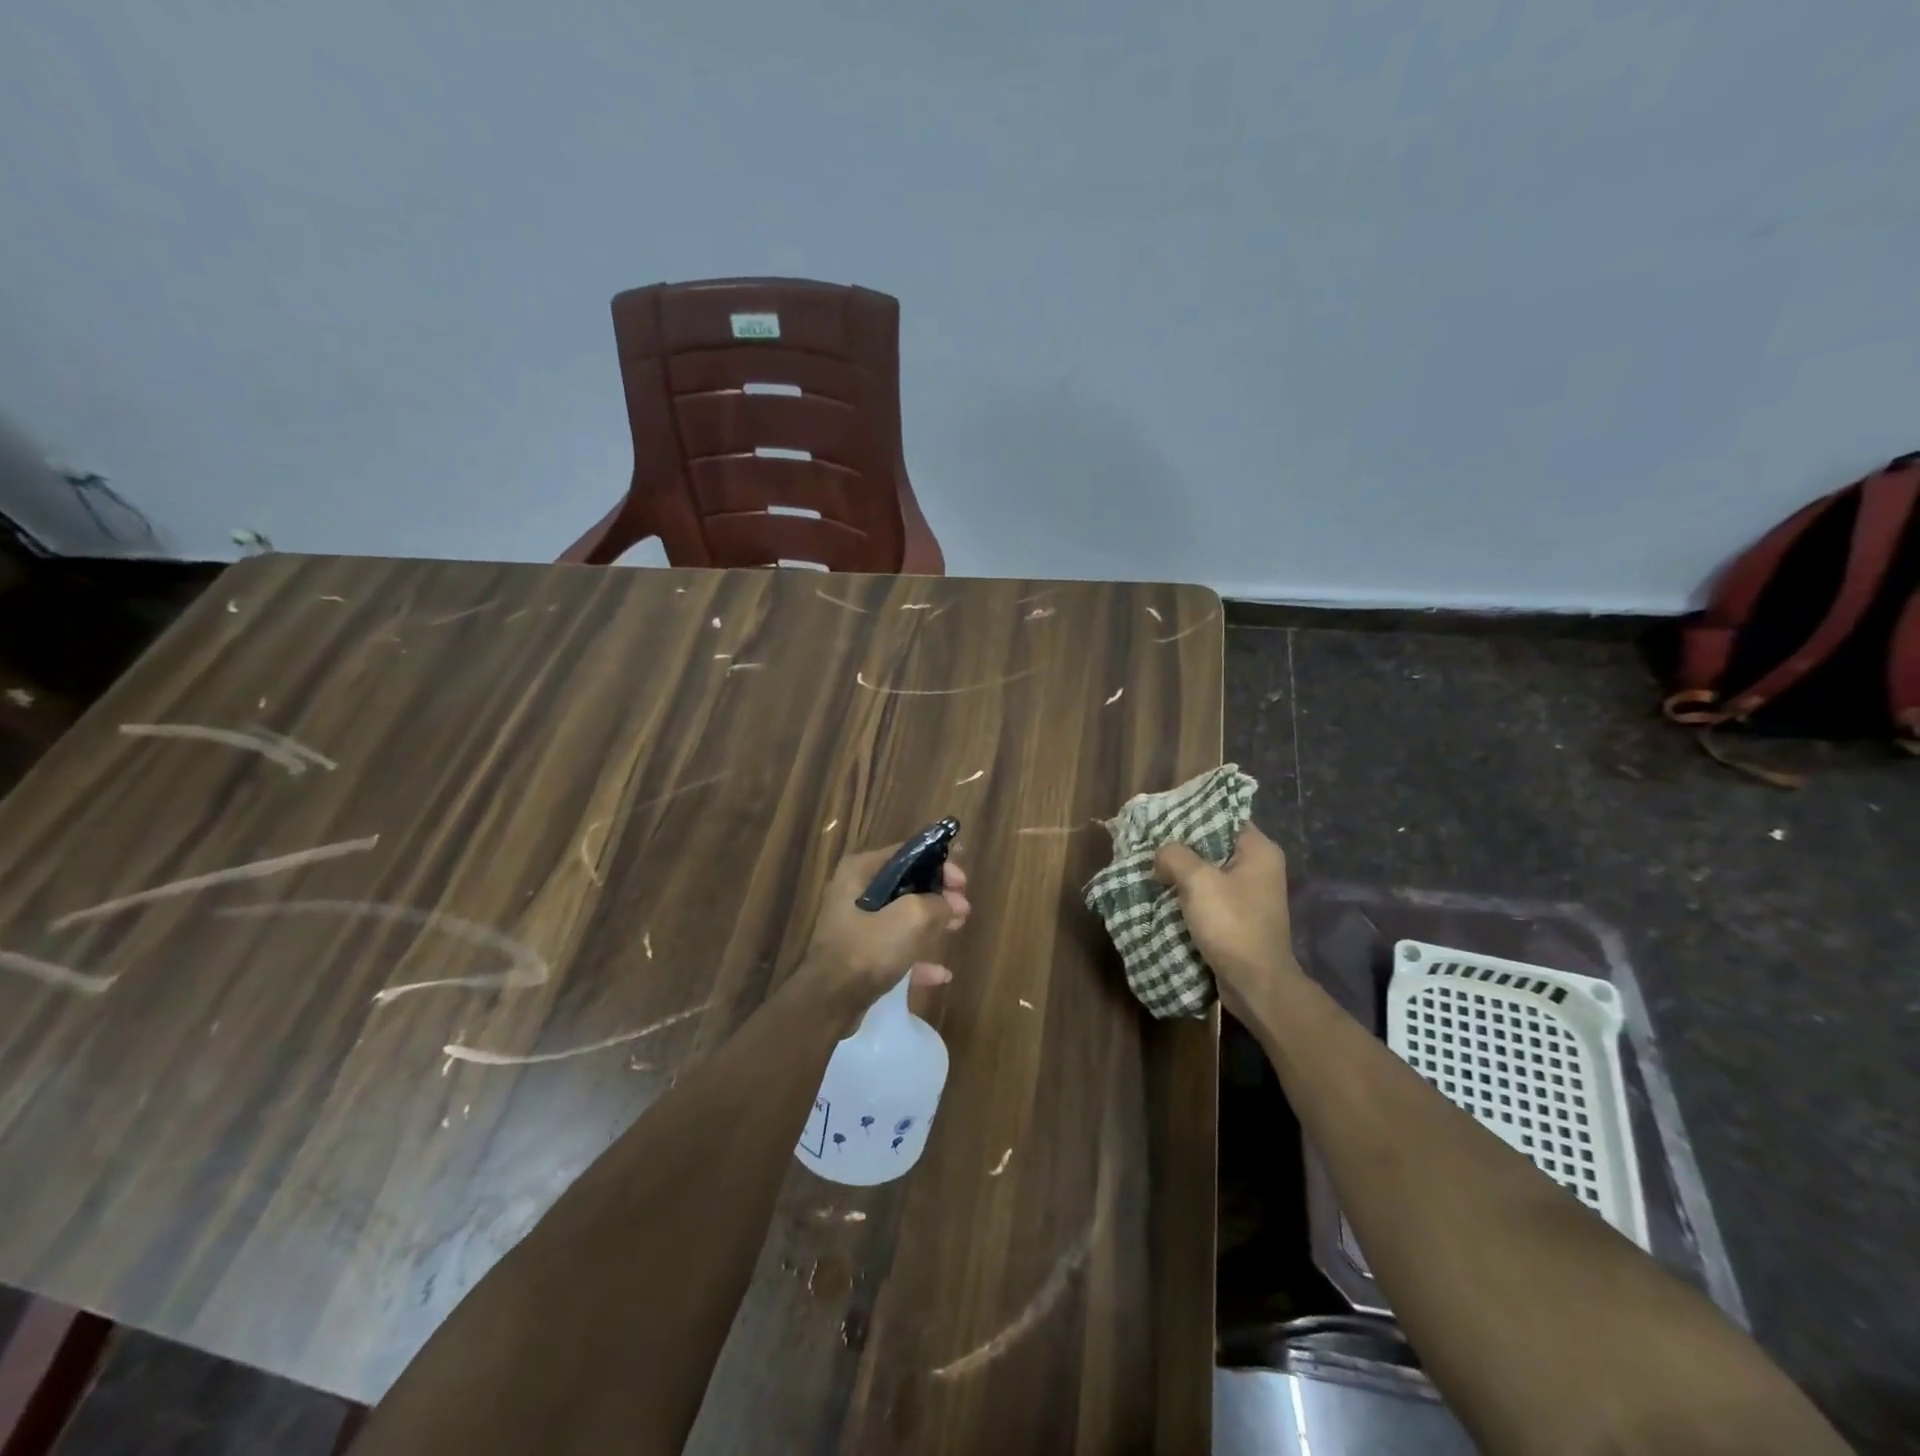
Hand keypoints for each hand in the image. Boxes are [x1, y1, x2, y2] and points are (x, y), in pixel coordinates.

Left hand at [794, 844, 970, 1019]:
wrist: (829, 1002)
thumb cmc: (868, 950)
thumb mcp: (911, 918)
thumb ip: (937, 904)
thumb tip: (952, 904)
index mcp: (860, 871)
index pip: (907, 854)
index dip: (939, 865)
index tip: (962, 884)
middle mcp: (854, 892)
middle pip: (906, 885)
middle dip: (937, 896)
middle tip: (963, 908)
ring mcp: (854, 925)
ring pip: (901, 917)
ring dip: (931, 923)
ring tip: (958, 928)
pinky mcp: (858, 955)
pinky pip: (893, 948)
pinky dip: (917, 957)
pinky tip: (941, 974)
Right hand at [1154, 823, 1300, 1024]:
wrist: (1255, 983)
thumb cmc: (1232, 924)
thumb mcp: (1197, 881)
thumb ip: (1174, 855)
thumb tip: (1161, 856)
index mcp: (1258, 850)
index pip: (1223, 816)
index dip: (1191, 814)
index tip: (1161, 817)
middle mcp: (1259, 867)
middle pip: (1212, 843)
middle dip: (1180, 846)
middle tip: (1149, 844)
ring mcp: (1250, 894)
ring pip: (1208, 871)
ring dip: (1181, 872)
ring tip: (1150, 868)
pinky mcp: (1239, 916)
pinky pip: (1209, 895)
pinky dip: (1187, 894)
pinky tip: (1163, 894)